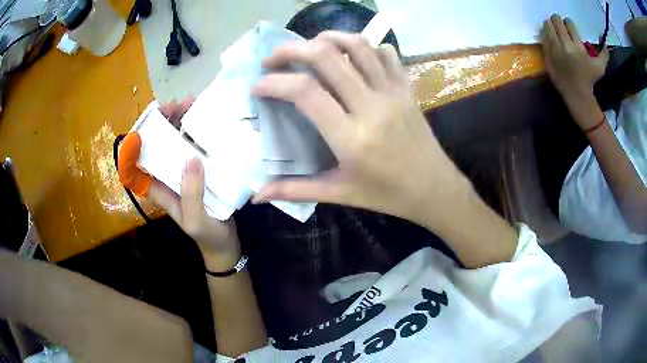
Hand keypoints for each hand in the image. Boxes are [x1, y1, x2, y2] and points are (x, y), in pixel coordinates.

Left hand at [149, 100, 240, 270]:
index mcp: (159, 189)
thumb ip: (191, 194)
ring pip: (174, 141)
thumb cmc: (207, 236)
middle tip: (175, 104)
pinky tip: (205, 117)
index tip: (146, 125)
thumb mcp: (195, 220)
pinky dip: (195, 130)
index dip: (135, 145)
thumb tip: (191, 159)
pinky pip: (193, 146)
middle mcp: (167, 177)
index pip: (137, 166)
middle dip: (161, 123)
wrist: (225, 245)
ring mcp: (183, 172)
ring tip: (191, 103)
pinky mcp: (199, 170)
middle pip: (157, 145)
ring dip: (178, 121)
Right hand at [252, 32, 468, 229]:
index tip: (257, 86)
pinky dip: (365, 45)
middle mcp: (371, 106)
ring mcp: (393, 92)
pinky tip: (351, 53)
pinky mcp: (407, 88)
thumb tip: (257, 195)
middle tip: (273, 58)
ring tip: (309, 46)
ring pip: (358, 47)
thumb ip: (296, 190)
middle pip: (326, 57)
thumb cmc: (386, 194)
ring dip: (327, 38)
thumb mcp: (339, 194)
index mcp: (351, 137)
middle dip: (292, 50)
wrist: (433, 188)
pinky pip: (386, 54)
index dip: (274, 82)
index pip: (305, 93)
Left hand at [541, 15, 608, 127]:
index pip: (569, 24)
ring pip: (547, 26)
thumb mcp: (600, 68)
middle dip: (557, 20)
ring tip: (553, 26)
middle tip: (559, 23)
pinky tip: (548, 35)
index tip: (569, 26)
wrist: (578, 95)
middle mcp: (565, 46)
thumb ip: (604, 54)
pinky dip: (545, 34)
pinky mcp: (547, 56)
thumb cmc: (590, 80)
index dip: (568, 23)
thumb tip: (606, 43)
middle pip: (556, 21)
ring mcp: (555, 51)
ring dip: (549, 24)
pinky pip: (543, 38)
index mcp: (578, 46)